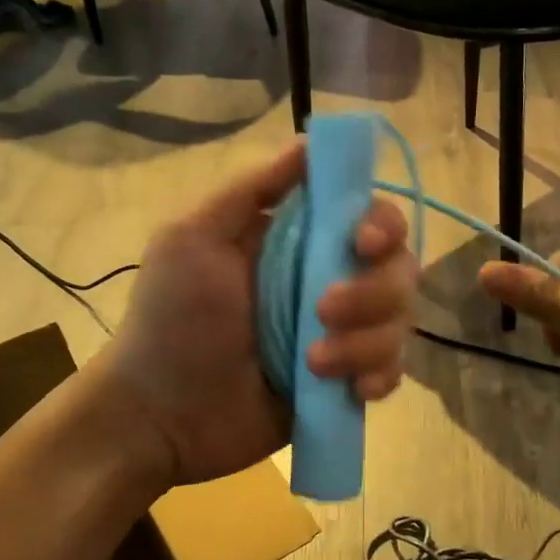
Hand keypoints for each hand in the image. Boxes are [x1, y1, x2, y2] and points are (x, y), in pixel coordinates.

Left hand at [98, 143, 416, 485]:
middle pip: (398, 269)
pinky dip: (379, 377)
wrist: (161, 416)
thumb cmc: (172, 321)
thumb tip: (310, 143)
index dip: (380, 225)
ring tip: (312, 364)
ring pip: (398, 322)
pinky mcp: (344, 383)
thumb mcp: (193, 239)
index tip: (361, 245)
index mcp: (298, 242)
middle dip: (372, 292)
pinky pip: (391, 371)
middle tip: (324, 312)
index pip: (368, 217)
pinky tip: (352, 390)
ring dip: (366, 342)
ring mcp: (341, 336)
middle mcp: (329, 282)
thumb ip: (251, 191)